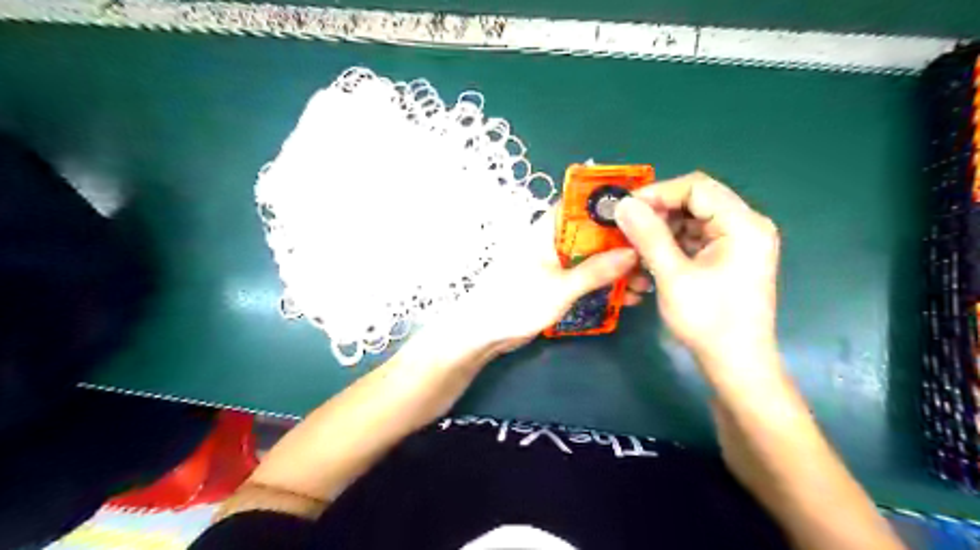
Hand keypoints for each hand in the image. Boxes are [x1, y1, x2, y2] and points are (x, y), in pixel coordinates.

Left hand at [437, 209, 643, 353]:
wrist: (485, 333)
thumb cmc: (517, 302)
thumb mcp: (560, 287)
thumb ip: (595, 270)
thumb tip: (633, 254)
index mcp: (547, 230)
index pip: (580, 205)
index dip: (610, 206)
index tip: (643, 215)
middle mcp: (552, 241)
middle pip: (593, 234)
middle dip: (621, 247)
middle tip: (649, 262)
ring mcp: (555, 263)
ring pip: (592, 258)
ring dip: (616, 270)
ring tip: (642, 287)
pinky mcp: (556, 282)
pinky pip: (585, 277)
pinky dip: (603, 284)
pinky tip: (625, 299)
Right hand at [615, 172, 786, 375]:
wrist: (736, 363)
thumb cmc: (709, 320)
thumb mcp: (673, 275)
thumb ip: (648, 235)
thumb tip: (623, 203)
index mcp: (743, 224)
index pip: (697, 187)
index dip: (658, 192)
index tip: (625, 208)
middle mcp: (746, 226)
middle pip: (695, 202)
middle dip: (657, 213)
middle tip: (625, 228)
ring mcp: (738, 242)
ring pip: (691, 220)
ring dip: (661, 231)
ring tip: (634, 248)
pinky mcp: (728, 257)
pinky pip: (695, 239)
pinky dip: (671, 246)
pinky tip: (650, 262)